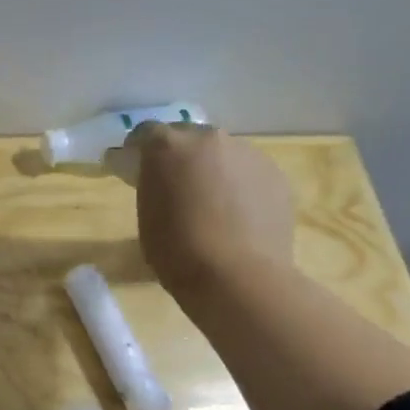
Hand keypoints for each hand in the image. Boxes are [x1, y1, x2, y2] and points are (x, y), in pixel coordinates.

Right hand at [128, 122, 295, 297]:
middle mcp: (209, 138)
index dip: (138, 151)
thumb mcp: (146, 213)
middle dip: (179, 156)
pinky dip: (238, 186)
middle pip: (188, 138)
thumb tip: (154, 177)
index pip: (146, 133)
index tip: (134, 170)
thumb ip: (151, 184)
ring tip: (210, 203)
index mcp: (168, 146)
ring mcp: (247, 153)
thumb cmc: (176, 249)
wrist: (237, 276)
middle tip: (174, 186)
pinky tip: (236, 215)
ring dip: (211, 169)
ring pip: (222, 154)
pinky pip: (247, 173)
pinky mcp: (275, 174)